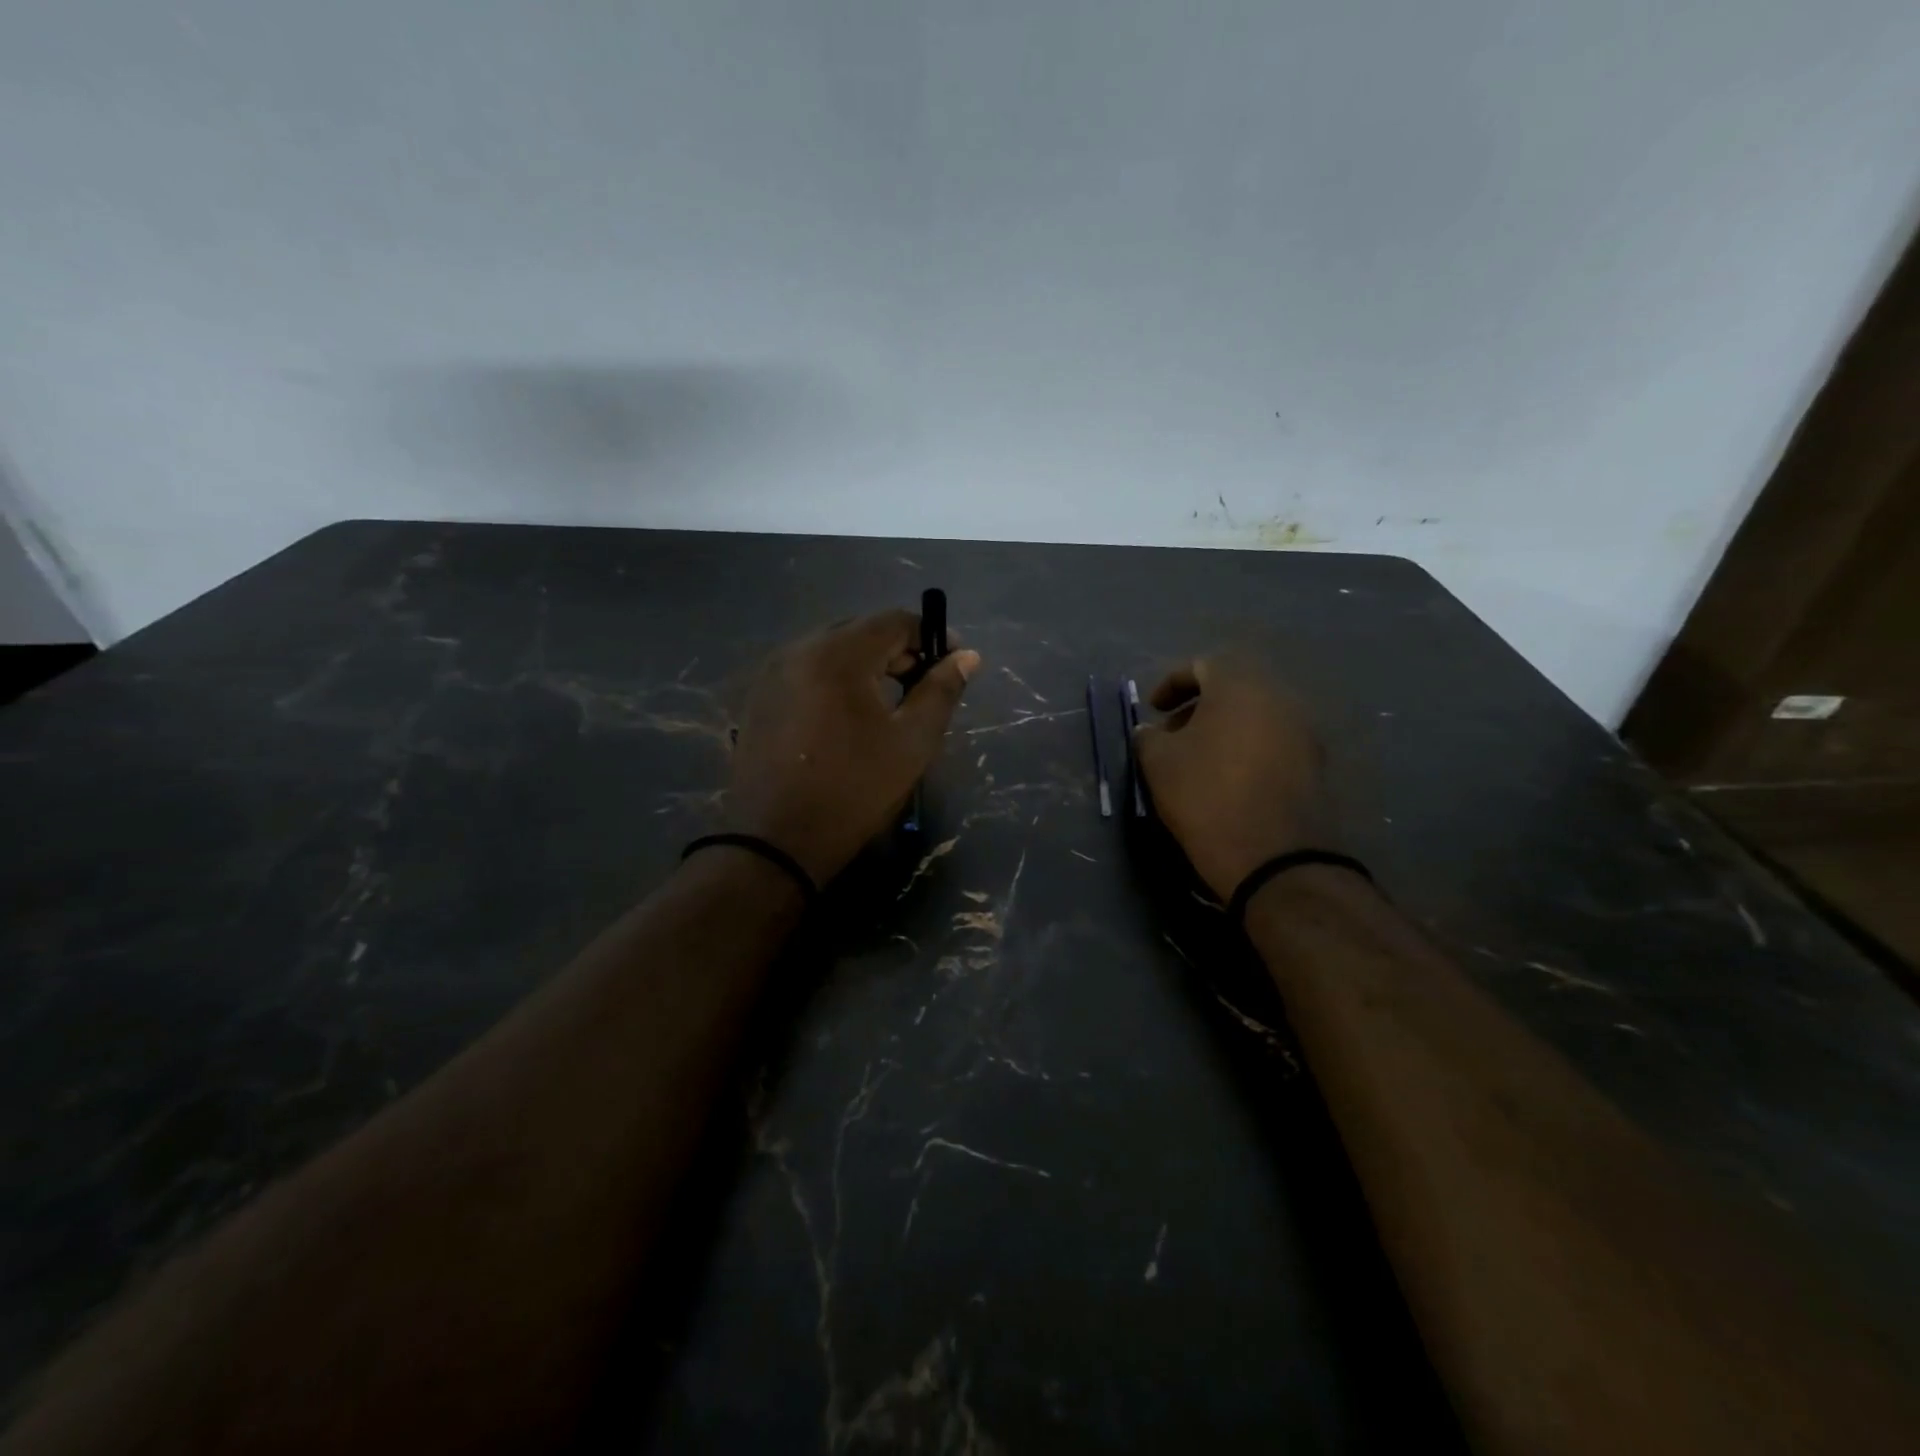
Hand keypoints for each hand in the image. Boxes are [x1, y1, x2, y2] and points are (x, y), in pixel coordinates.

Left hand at [726, 610, 981, 884]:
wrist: (775, 841)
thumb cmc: (854, 790)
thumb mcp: (911, 742)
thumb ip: (941, 691)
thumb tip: (967, 657)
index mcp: (838, 654)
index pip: (894, 621)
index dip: (930, 636)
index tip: (953, 663)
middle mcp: (799, 649)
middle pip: (861, 630)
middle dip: (898, 650)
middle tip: (923, 685)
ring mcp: (773, 672)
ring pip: (832, 649)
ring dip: (866, 664)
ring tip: (888, 702)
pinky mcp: (760, 696)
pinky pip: (807, 669)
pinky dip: (836, 679)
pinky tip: (848, 716)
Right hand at [1132, 657, 1333, 899]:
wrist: (1275, 857)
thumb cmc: (1206, 796)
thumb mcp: (1159, 764)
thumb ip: (1148, 737)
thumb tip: (1149, 731)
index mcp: (1240, 686)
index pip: (1203, 665)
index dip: (1171, 683)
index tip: (1153, 710)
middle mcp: (1279, 698)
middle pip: (1233, 688)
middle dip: (1198, 707)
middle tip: (1173, 735)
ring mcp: (1303, 731)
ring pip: (1255, 715)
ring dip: (1223, 728)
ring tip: (1198, 760)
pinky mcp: (1315, 764)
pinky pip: (1273, 741)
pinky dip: (1247, 748)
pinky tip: (1228, 779)